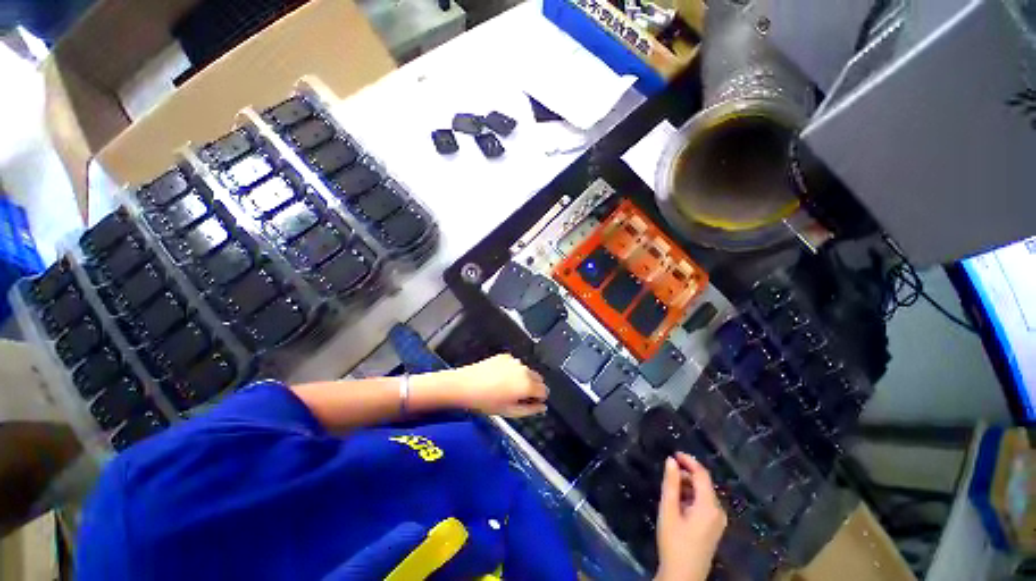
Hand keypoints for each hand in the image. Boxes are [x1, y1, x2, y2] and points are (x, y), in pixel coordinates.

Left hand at [447, 354, 547, 417]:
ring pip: (526, 371)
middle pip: (538, 378)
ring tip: (506, 387)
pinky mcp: (505, 356)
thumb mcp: (509, 412)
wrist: (465, 385)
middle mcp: (524, 369)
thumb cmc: (486, 402)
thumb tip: (542, 407)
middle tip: (519, 396)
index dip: (540, 398)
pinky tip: (499, 377)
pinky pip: (515, 364)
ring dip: (523, 378)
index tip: (531, 403)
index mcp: (527, 385)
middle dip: (533, 387)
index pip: (544, 390)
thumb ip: (530, 410)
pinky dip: (513, 370)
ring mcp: (515, 361)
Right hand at [655, 453, 727, 580]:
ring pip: (704, 494)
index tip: (673, 453)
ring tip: (670, 488)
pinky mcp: (714, 528)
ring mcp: (718, 521)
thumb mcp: (668, 509)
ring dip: (688, 486)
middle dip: (686, 474)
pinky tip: (678, 502)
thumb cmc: (674, 541)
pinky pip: (705, 504)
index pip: (702, 474)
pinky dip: (692, 497)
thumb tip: (671, 460)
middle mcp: (718, 511)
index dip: (689, 460)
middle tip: (668, 472)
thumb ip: (671, 483)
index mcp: (709, 506)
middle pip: (704, 484)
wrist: (683, 576)